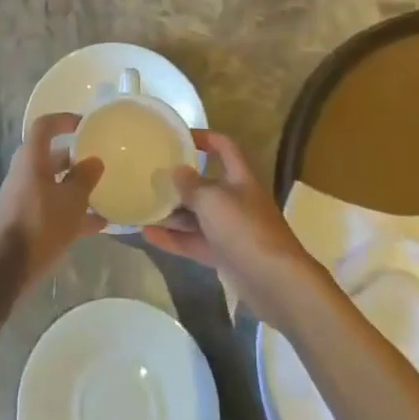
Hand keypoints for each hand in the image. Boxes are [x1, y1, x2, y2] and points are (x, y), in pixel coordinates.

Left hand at [0, 112, 106, 285]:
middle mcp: (25, 173)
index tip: (85, 124)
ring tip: (104, 193)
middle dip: (75, 158)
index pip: (44, 126)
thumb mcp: (71, 199)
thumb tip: (94, 161)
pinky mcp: (26, 220)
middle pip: (51, 156)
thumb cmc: (41, 223)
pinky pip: (53, 207)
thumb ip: (85, 177)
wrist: (8, 266)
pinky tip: (99, 225)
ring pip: (53, 184)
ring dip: (76, 187)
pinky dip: (72, 211)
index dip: (63, 120)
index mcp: (32, 159)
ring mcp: (24, 197)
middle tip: (99, 161)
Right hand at [141, 129, 325, 324]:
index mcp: (240, 178)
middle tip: (150, 177)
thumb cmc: (245, 229)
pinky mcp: (224, 255)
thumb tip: (176, 170)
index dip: (204, 138)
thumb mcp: (213, 200)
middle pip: (206, 184)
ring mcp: (230, 229)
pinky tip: (147, 235)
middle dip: (179, 181)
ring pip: (197, 216)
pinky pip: (194, 241)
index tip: (178, 137)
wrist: (276, 282)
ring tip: (142, 206)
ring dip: (172, 212)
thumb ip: (191, 185)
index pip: (224, 147)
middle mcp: (236, 200)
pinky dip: (173, 239)